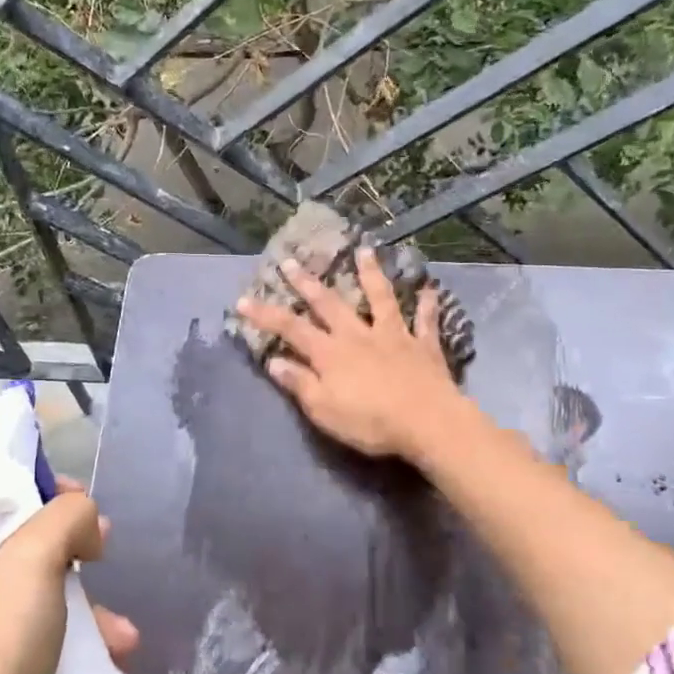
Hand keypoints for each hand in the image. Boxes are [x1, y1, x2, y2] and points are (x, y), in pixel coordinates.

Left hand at [0, 475, 138, 673]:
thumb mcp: (35, 560)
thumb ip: (66, 516)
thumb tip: (83, 520)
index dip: (43, 490)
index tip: (82, 504)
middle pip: (22, 539)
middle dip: (72, 545)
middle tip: (103, 549)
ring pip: (37, 588)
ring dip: (83, 600)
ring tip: (118, 626)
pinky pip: (37, 631)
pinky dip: (73, 634)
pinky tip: (111, 651)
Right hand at [234, 246, 469, 463]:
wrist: (427, 422)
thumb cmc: (370, 422)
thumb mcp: (324, 410)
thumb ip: (300, 384)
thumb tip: (274, 361)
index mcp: (331, 353)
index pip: (290, 329)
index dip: (265, 315)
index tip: (242, 300)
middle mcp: (358, 336)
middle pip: (329, 304)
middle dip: (307, 283)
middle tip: (291, 260)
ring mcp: (393, 336)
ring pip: (380, 299)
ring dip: (371, 274)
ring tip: (365, 251)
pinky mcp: (424, 346)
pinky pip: (426, 322)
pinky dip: (428, 305)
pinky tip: (431, 289)